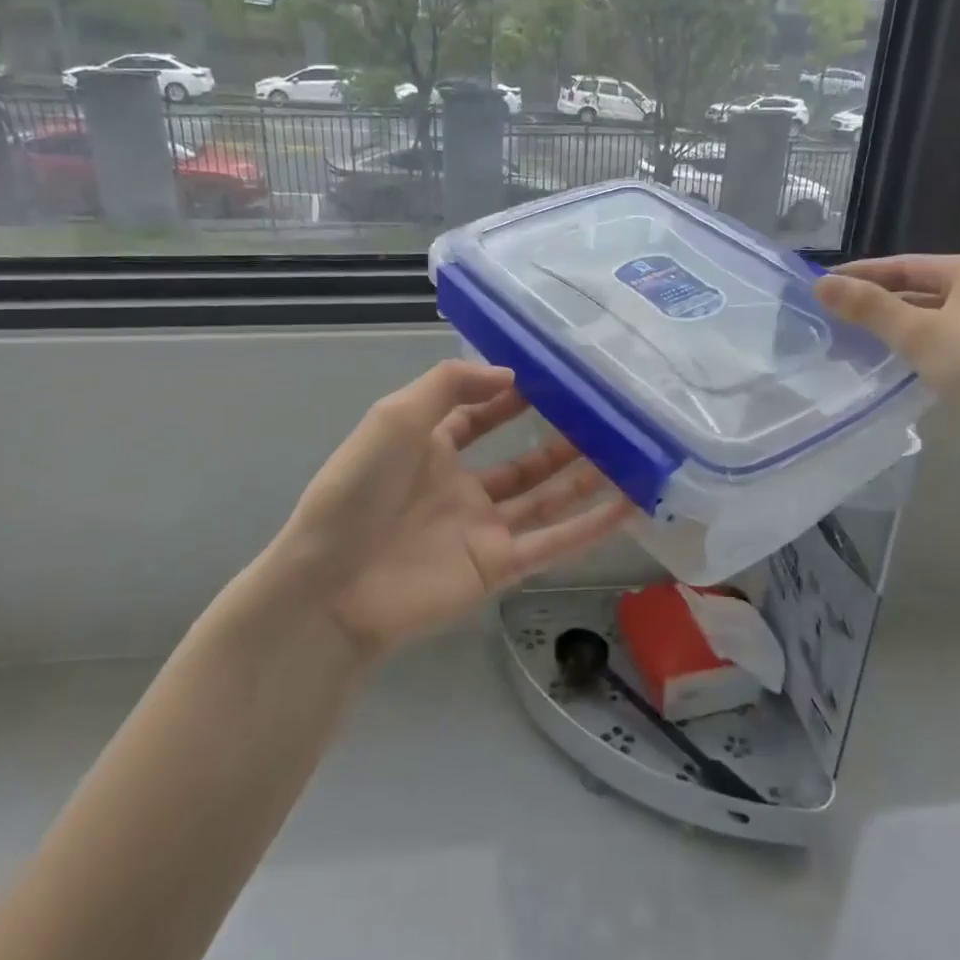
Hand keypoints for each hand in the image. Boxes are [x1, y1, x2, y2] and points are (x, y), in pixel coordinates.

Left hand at [275, 361, 630, 658]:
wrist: (331, 584)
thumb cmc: (359, 490)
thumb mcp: (396, 416)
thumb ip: (450, 386)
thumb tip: (509, 375)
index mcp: (429, 451)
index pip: (477, 417)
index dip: (509, 398)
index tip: (554, 379)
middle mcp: (459, 489)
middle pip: (521, 463)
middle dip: (559, 441)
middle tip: (604, 418)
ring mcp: (480, 531)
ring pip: (545, 501)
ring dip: (584, 480)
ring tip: (628, 453)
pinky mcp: (497, 569)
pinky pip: (552, 544)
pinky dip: (591, 527)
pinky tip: (628, 505)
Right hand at [814, 255, 959, 438]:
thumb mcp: (919, 334)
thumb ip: (869, 308)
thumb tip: (820, 283)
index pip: (906, 264)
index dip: (861, 274)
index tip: (820, 286)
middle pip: (919, 289)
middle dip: (875, 303)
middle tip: (828, 317)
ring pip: (932, 319)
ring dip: (893, 328)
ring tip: (849, 341)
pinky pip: (945, 343)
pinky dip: (915, 349)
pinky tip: (890, 365)